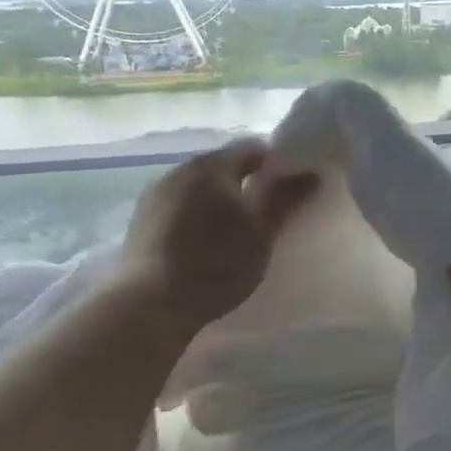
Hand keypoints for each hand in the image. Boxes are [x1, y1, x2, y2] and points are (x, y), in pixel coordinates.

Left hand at [121, 138, 316, 334]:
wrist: (149, 303)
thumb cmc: (216, 262)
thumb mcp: (262, 232)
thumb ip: (285, 198)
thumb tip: (311, 172)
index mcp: (212, 165)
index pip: (252, 147)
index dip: (275, 163)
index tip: (288, 190)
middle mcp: (179, 169)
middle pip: (222, 166)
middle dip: (244, 183)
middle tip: (264, 215)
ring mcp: (154, 195)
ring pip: (197, 187)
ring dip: (216, 201)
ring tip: (232, 233)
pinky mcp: (139, 221)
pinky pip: (177, 207)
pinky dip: (193, 217)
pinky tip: (201, 245)